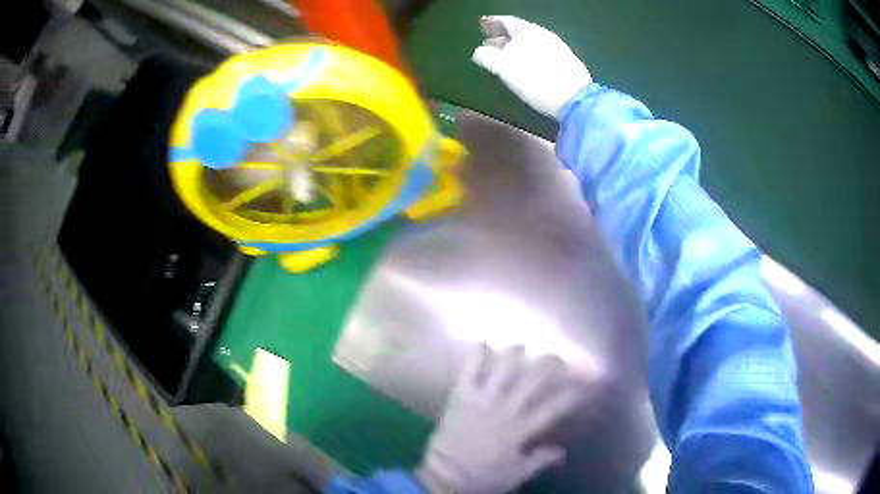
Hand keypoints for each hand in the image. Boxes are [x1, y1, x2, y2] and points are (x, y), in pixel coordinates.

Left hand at [417, 346, 583, 493]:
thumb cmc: (483, 477)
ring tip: (524, 345)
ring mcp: (481, 401)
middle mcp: (504, 410)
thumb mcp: (517, 474)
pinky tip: (484, 341)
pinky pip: (469, 373)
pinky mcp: (461, 398)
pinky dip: (476, 356)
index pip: (554, 408)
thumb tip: (562, 450)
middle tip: (559, 357)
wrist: (444, 475)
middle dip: (549, 366)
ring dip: (514, 356)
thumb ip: (541, 460)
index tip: (587, 384)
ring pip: (502, 371)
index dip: (573, 394)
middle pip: (532, 382)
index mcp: (520, 430)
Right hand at [472, 16, 592, 119]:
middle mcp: (544, 37)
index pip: (507, 22)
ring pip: (530, 44)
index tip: (481, 24)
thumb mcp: (505, 68)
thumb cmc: (536, 79)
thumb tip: (479, 52)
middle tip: (487, 43)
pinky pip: (539, 55)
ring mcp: (557, 50)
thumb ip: (488, 57)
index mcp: (529, 32)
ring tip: (502, 57)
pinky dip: (527, 57)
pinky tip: (523, 67)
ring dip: (514, 49)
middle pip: (519, 33)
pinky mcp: (565, 65)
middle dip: (502, 37)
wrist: (575, 100)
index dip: (492, 22)